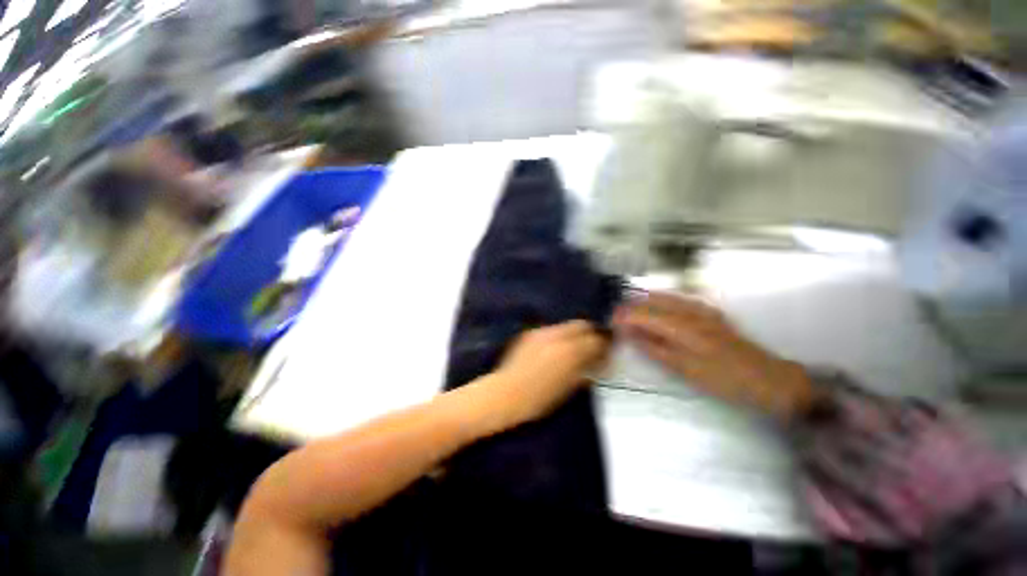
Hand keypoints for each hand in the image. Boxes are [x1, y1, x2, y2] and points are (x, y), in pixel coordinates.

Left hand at [487, 320, 608, 426]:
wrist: (505, 393)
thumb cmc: (539, 399)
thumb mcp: (568, 388)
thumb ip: (585, 370)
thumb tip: (596, 361)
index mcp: (570, 351)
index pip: (596, 339)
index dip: (604, 345)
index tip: (606, 352)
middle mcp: (558, 335)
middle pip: (582, 324)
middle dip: (591, 332)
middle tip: (593, 345)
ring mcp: (542, 331)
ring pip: (566, 325)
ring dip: (575, 333)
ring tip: (574, 347)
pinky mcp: (530, 333)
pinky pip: (552, 330)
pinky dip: (560, 336)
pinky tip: (556, 348)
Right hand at [614, 292, 814, 418]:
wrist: (767, 379)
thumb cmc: (723, 379)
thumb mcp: (684, 369)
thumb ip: (654, 347)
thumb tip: (630, 333)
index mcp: (681, 326)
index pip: (643, 314)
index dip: (623, 316)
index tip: (609, 321)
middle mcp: (689, 311)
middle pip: (651, 301)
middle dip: (630, 306)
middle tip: (616, 316)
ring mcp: (701, 308)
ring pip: (664, 296)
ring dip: (644, 301)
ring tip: (630, 310)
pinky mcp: (709, 311)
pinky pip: (677, 298)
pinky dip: (660, 300)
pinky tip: (657, 306)